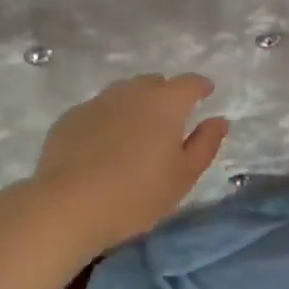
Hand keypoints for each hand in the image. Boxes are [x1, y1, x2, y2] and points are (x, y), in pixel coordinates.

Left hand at [28, 73, 229, 254]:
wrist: (68, 205)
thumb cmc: (136, 194)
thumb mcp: (183, 176)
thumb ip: (205, 144)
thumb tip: (219, 120)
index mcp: (165, 103)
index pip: (189, 83)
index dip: (201, 86)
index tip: (206, 92)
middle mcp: (131, 92)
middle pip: (154, 83)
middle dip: (166, 94)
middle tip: (170, 119)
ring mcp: (97, 102)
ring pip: (124, 93)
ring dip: (135, 104)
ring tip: (137, 131)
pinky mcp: (71, 117)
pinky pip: (98, 110)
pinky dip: (108, 119)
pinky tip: (104, 144)